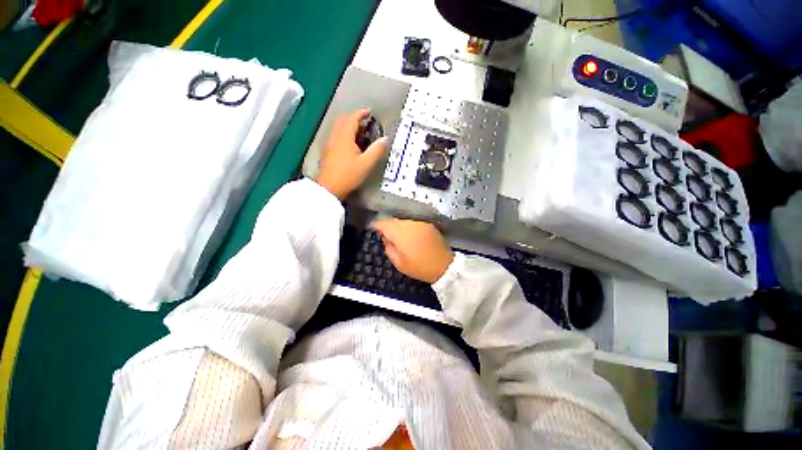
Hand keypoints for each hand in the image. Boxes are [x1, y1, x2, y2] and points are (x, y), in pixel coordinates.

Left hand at [316, 109, 388, 199]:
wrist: (330, 187)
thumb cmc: (348, 175)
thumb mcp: (366, 163)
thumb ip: (377, 150)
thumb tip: (385, 139)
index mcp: (344, 137)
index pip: (352, 118)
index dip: (361, 113)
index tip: (369, 112)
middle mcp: (335, 137)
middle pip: (343, 120)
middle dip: (354, 118)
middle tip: (365, 122)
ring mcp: (330, 144)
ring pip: (338, 128)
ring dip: (349, 126)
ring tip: (360, 133)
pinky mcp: (328, 152)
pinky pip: (336, 136)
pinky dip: (344, 134)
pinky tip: (351, 145)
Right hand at [371, 218, 453, 283]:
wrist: (444, 266)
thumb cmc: (419, 267)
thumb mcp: (399, 263)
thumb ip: (388, 248)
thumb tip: (385, 238)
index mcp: (401, 234)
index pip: (384, 223)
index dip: (377, 225)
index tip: (374, 229)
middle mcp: (410, 225)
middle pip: (393, 220)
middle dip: (388, 226)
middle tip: (386, 236)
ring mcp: (420, 223)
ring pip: (403, 221)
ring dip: (399, 227)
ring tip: (400, 238)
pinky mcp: (428, 225)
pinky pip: (413, 223)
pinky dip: (409, 228)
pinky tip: (411, 237)